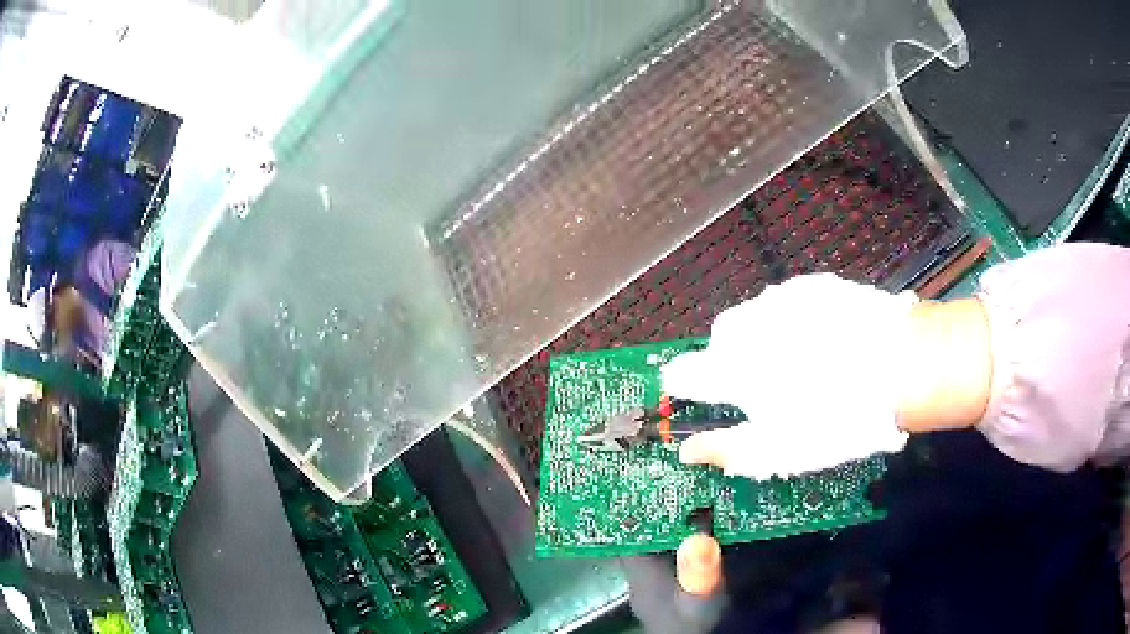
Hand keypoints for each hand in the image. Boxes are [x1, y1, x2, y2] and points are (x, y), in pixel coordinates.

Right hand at [661, 274, 916, 479]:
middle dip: (731, 361)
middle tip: (765, 388)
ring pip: (754, 319)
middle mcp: (747, 327)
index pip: (682, 374)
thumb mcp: (779, 451)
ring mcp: (780, 301)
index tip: (697, 397)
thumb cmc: (833, 419)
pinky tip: (826, 340)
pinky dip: (794, 322)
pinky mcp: (811, 286)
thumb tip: (687, 452)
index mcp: (731, 370)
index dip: (685, 387)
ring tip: (801, 362)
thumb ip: (726, 450)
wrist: (898, 364)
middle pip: (719, 342)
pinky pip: (788, 304)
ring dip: (763, 339)